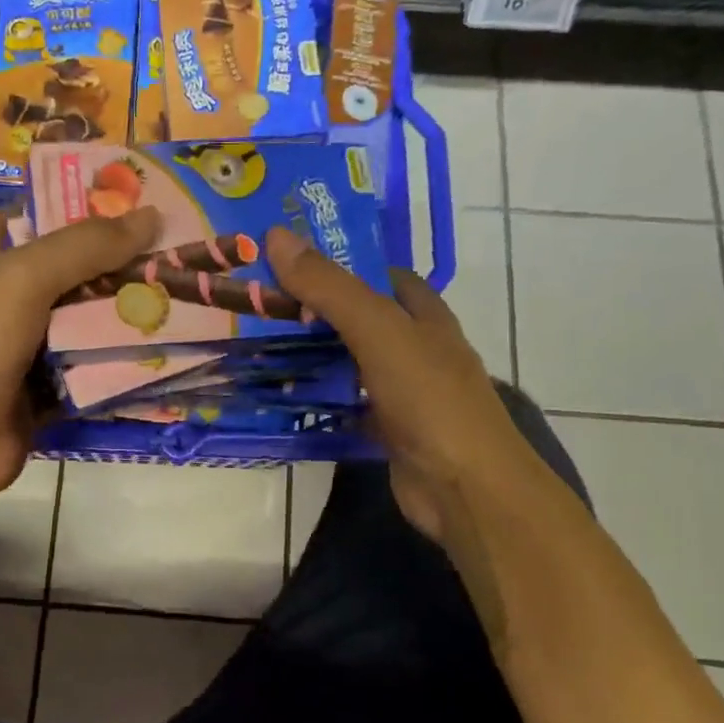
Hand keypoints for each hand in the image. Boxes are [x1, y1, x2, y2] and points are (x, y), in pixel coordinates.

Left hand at [0, 207, 160, 520]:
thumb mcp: (26, 279)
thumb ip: (85, 245)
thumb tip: (152, 216)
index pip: (34, 217)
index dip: (75, 204)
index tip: (130, 198)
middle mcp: (15, 299)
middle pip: (75, 270)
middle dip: (120, 261)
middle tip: (177, 249)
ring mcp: (34, 346)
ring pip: (90, 320)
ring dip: (130, 313)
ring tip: (186, 293)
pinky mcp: (52, 387)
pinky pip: (96, 367)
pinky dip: (125, 361)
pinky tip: (170, 348)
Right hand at [264, 226, 536, 543]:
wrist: (464, 487)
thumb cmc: (428, 397)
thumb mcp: (377, 330)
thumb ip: (329, 286)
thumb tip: (277, 236)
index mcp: (425, 315)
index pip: (382, 276)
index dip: (342, 263)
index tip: (290, 262)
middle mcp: (418, 348)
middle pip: (361, 319)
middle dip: (318, 311)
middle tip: (262, 304)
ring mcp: (405, 392)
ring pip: (352, 363)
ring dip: (315, 356)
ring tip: (260, 345)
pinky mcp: (389, 429)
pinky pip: (348, 404)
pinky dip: (321, 399)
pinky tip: (283, 396)